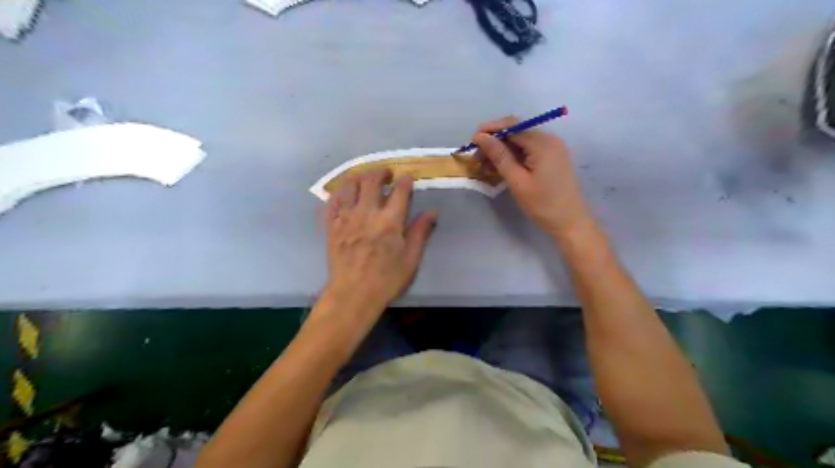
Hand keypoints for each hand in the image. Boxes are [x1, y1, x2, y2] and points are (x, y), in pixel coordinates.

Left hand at [320, 168, 438, 313]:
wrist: (353, 294)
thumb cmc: (386, 279)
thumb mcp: (411, 258)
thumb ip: (420, 232)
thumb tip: (432, 211)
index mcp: (390, 221)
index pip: (400, 190)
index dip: (405, 180)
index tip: (407, 176)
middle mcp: (367, 213)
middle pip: (371, 180)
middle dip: (380, 171)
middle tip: (386, 173)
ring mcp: (345, 218)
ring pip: (349, 185)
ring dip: (358, 177)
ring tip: (364, 178)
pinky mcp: (331, 226)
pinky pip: (331, 201)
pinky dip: (338, 193)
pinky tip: (343, 194)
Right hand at [473, 116, 589, 238]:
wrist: (570, 222)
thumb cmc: (543, 204)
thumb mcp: (517, 181)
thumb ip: (499, 156)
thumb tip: (481, 137)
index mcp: (543, 143)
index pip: (512, 125)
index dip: (490, 129)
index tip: (471, 141)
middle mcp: (549, 140)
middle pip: (516, 131)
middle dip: (494, 141)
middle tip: (476, 157)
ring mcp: (551, 149)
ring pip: (520, 141)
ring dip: (501, 150)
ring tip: (484, 165)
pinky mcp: (550, 158)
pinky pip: (527, 151)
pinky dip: (512, 156)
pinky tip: (499, 168)